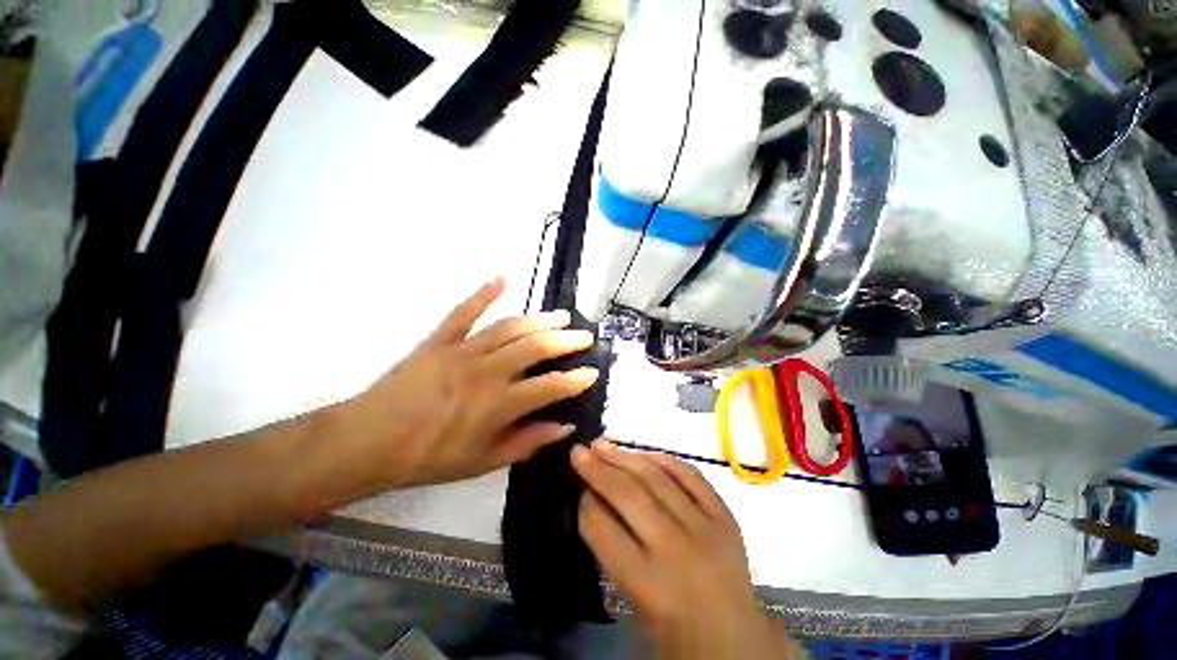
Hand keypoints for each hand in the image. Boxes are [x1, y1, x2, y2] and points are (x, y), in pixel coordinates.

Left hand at [337, 278, 598, 487]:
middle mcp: (486, 372)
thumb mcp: (482, 462)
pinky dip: (483, 293)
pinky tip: (501, 278)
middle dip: (566, 340)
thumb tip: (564, 426)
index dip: (576, 379)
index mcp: (497, 405)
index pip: (549, 386)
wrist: (368, 442)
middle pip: (535, 348)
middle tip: (585, 336)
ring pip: (509, 328)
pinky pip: (464, 311)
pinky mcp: (439, 339)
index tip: (593, 372)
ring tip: (561, 316)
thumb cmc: (429, 457)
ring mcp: (462, 351)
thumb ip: (527, 442)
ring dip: (540, 319)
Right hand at [573, 440, 788, 658]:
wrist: (737, 643)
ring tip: (604, 444)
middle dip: (598, 469)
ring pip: (657, 478)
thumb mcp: (634, 600)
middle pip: (628, 495)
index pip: (604, 529)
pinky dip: (665, 459)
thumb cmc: (676, 631)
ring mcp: (705, 528)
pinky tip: (644, 452)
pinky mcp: (725, 517)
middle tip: (579, 451)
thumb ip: (612, 549)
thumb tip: (594, 498)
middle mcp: (676, 550)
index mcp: (650, 585)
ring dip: (625, 456)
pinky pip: (690, 475)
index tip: (576, 485)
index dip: (585, 502)